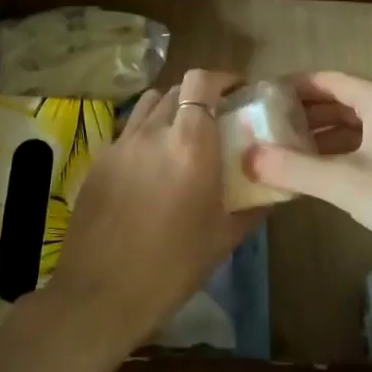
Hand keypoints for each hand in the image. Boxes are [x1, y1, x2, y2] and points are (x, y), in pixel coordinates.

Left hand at [43, 68, 251, 357]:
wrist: (101, 293)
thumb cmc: (172, 266)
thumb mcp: (223, 238)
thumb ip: (252, 206)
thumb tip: (273, 188)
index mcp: (190, 144)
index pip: (201, 81)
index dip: (221, 78)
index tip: (238, 92)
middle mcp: (153, 132)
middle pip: (176, 89)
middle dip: (199, 96)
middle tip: (215, 120)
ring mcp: (121, 144)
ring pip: (149, 105)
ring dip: (170, 110)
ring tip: (182, 138)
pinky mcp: (99, 161)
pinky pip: (129, 132)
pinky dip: (147, 134)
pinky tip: (152, 168)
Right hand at [246, 71, 371, 288]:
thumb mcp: (348, 184)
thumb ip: (295, 168)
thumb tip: (247, 156)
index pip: (326, 79)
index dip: (291, 88)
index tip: (259, 102)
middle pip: (342, 101)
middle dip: (304, 116)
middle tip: (266, 132)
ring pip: (358, 127)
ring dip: (324, 139)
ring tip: (288, 156)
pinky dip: (346, 156)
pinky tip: (328, 179)